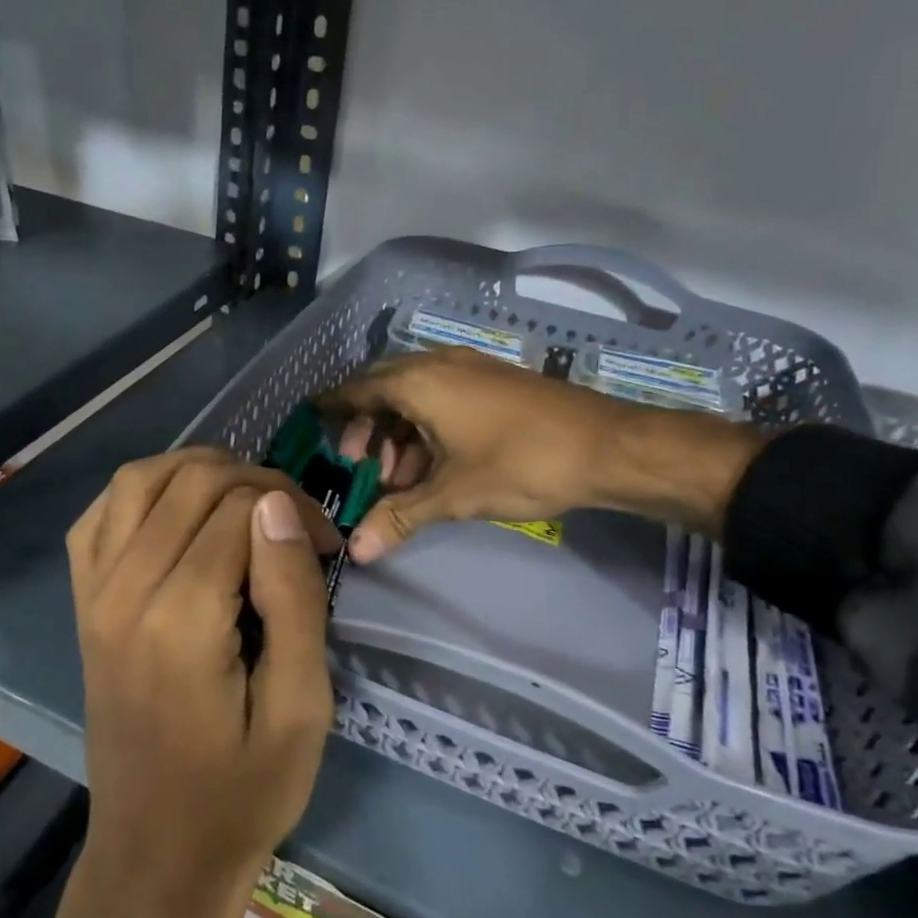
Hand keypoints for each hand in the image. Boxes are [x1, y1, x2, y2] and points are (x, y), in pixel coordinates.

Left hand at [65, 448, 340, 917]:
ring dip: (199, 471)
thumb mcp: (301, 708)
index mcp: (181, 619)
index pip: (240, 508)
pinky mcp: (82, 604)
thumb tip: (276, 505)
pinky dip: (143, 492)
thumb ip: (292, 598)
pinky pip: (100, 516)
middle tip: (297, 525)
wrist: (157, 858)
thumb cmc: (242, 793)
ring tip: (246, 501)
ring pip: (138, 480)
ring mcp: (92, 594)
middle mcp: (123, 591)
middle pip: (192, 483)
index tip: (327, 545)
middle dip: (257, 482)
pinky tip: (179, 513)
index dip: (294, 510)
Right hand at [320, 348, 763, 559]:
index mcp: (418, 382)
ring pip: (414, 395)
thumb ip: (400, 517)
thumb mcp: (453, 494)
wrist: (607, 446)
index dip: (331, 408)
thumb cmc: (521, 463)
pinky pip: (442, 397)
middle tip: (359, 467)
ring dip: (398, 433)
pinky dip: (426, 427)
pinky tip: (433, 466)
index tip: (310, 423)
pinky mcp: (491, 382)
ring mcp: (468, 370)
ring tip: (398, 479)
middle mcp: (437, 365)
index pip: (356, 390)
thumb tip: (357, 552)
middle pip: (382, 390)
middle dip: (366, 428)